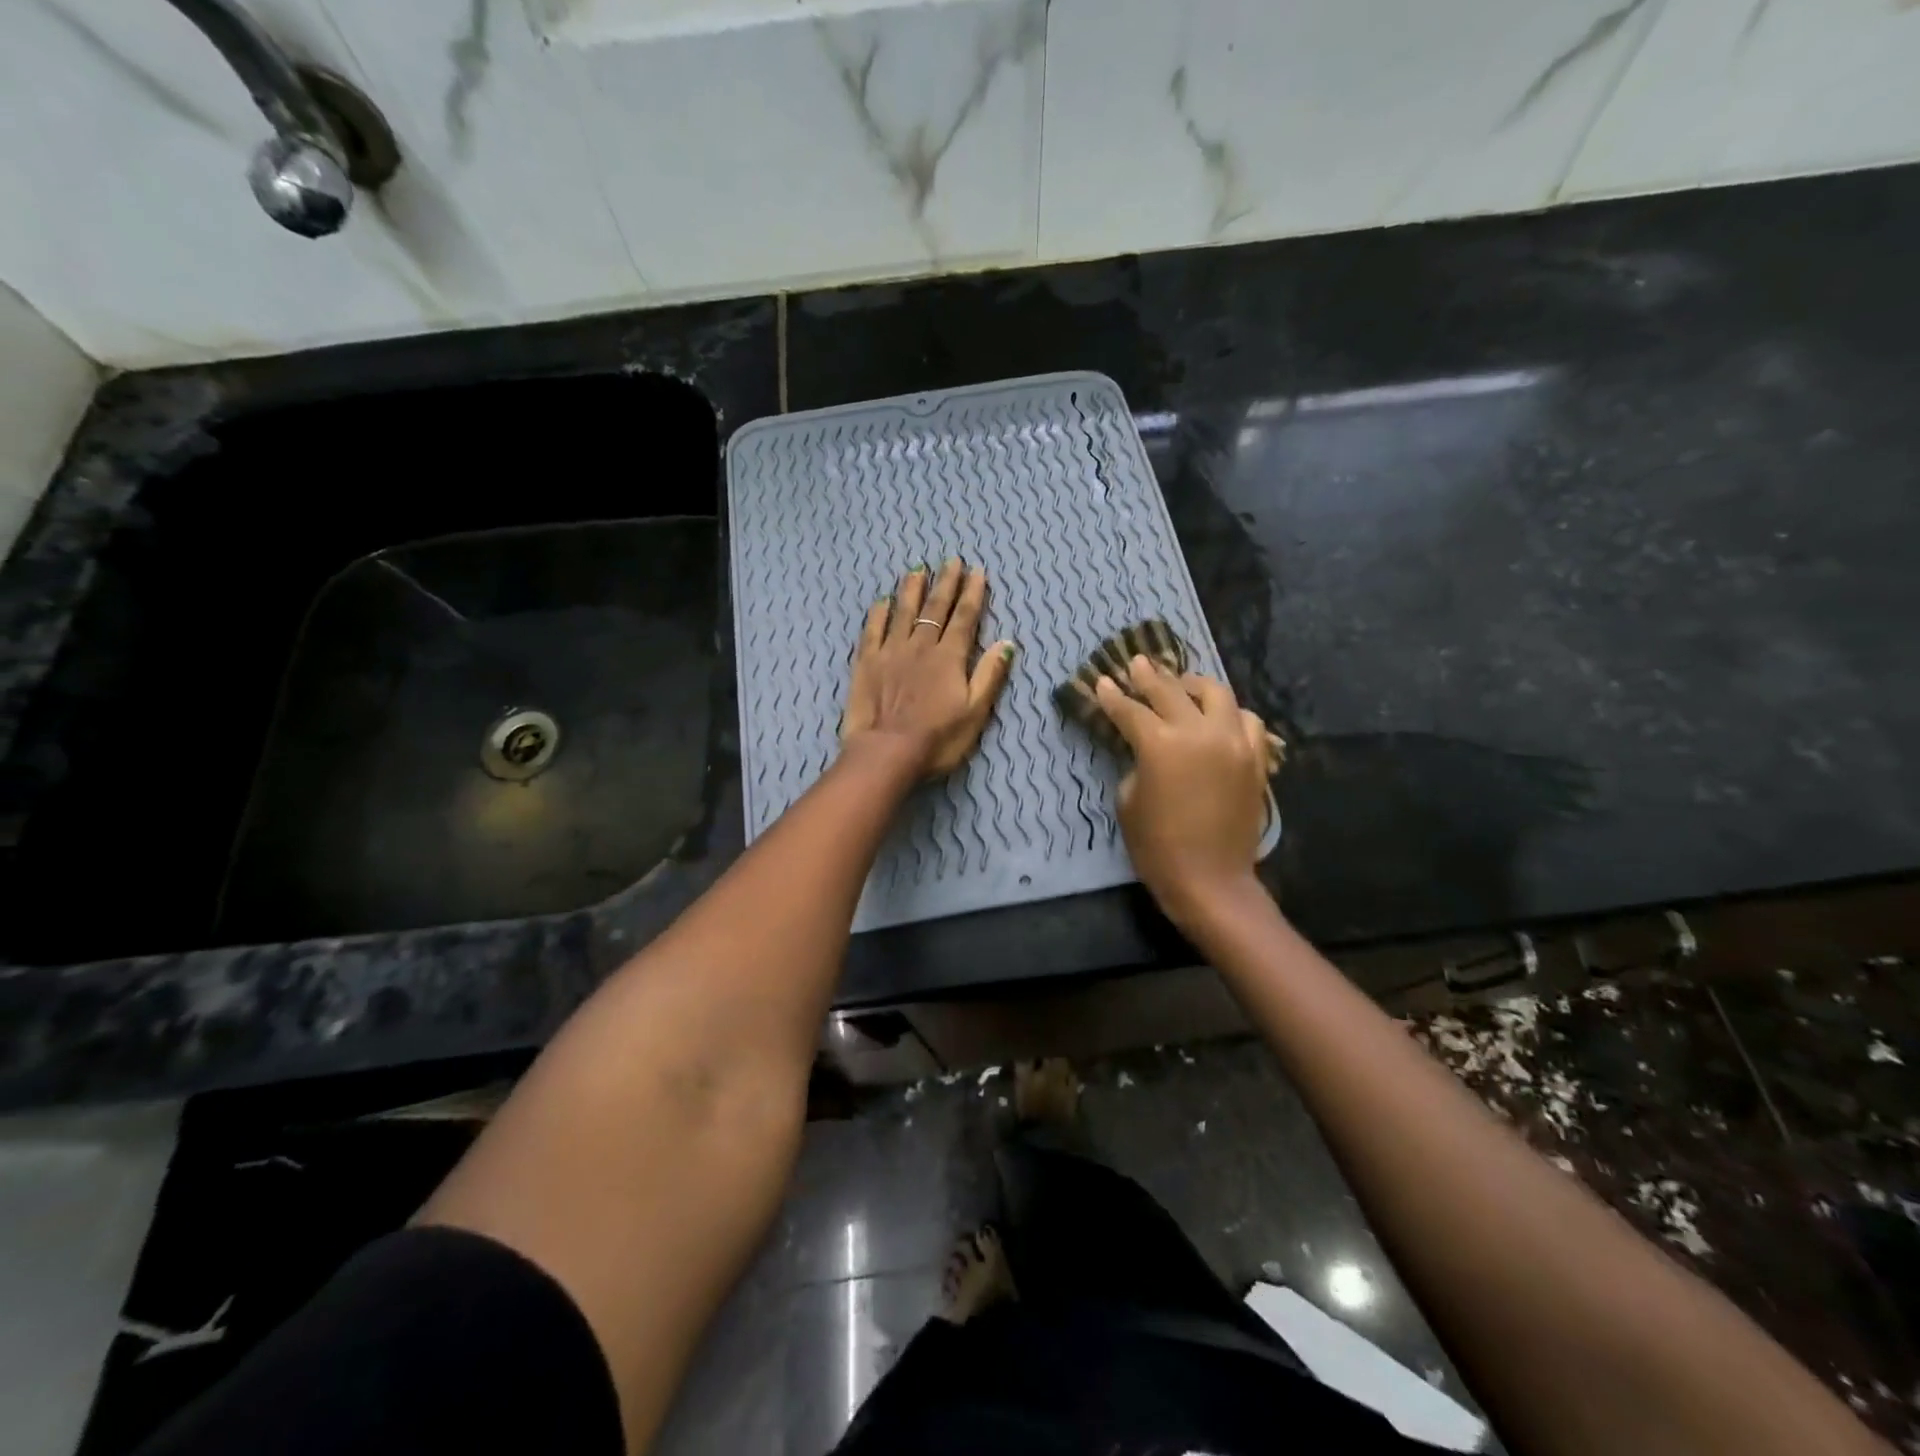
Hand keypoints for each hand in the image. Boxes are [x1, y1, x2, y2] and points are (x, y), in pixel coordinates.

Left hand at [842, 559, 1016, 778]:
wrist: (887, 752)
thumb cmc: (937, 739)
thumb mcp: (975, 713)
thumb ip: (989, 675)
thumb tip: (1007, 643)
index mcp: (950, 657)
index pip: (965, 618)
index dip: (972, 594)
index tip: (977, 572)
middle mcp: (921, 646)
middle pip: (936, 608)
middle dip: (946, 583)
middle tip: (952, 560)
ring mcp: (891, 651)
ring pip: (903, 611)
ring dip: (912, 589)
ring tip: (918, 569)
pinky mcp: (866, 662)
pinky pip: (873, 630)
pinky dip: (879, 613)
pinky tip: (882, 600)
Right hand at [1094, 656, 1271, 924]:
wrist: (1211, 881)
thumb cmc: (1157, 846)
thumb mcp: (1129, 800)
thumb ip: (1135, 763)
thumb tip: (1143, 747)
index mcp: (1161, 745)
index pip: (1131, 710)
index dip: (1112, 696)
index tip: (1101, 681)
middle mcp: (1200, 733)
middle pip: (1171, 691)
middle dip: (1149, 676)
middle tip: (1136, 664)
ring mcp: (1233, 743)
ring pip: (1216, 694)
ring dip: (1194, 685)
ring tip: (1181, 685)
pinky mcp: (1255, 758)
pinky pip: (1247, 721)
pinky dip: (1229, 713)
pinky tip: (1218, 718)